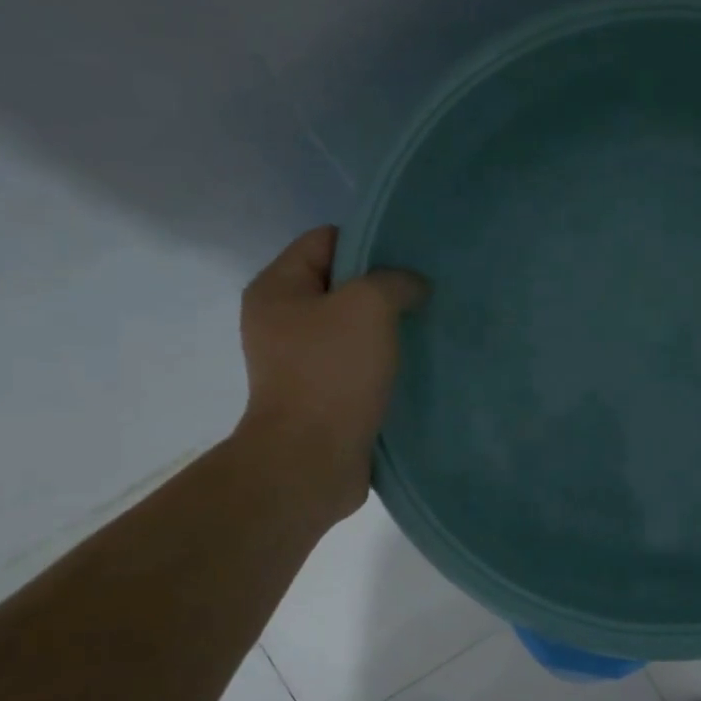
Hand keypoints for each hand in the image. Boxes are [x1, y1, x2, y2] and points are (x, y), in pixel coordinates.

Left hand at [234, 226, 428, 524]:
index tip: (410, 261)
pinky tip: (412, 364)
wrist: (311, 460)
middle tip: (423, 296)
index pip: (325, 240)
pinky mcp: (320, 394)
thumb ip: (395, 281)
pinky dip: (382, 362)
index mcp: (277, 288)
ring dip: (386, 329)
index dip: (369, 242)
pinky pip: (356, 363)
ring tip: (423, 330)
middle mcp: (281, 320)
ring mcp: (299, 361)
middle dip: (383, 288)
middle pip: (340, 284)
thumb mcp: (369, 306)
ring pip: (352, 327)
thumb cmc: (332, 373)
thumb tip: (411, 288)